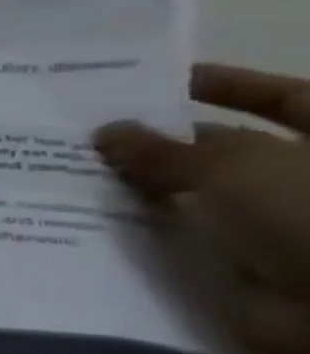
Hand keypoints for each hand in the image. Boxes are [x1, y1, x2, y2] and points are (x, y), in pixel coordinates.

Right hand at [96, 64, 309, 353]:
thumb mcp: (237, 166)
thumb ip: (167, 149)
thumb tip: (107, 131)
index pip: (283, 100)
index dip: (224, 86)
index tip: (157, 83)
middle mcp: (303, 183)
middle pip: (226, 153)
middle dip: (161, 145)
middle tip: (86, 135)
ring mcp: (276, 229)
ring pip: (197, 199)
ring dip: (142, 191)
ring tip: (67, 178)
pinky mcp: (244, 271)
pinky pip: (183, 244)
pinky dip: (141, 237)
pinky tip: (84, 224)